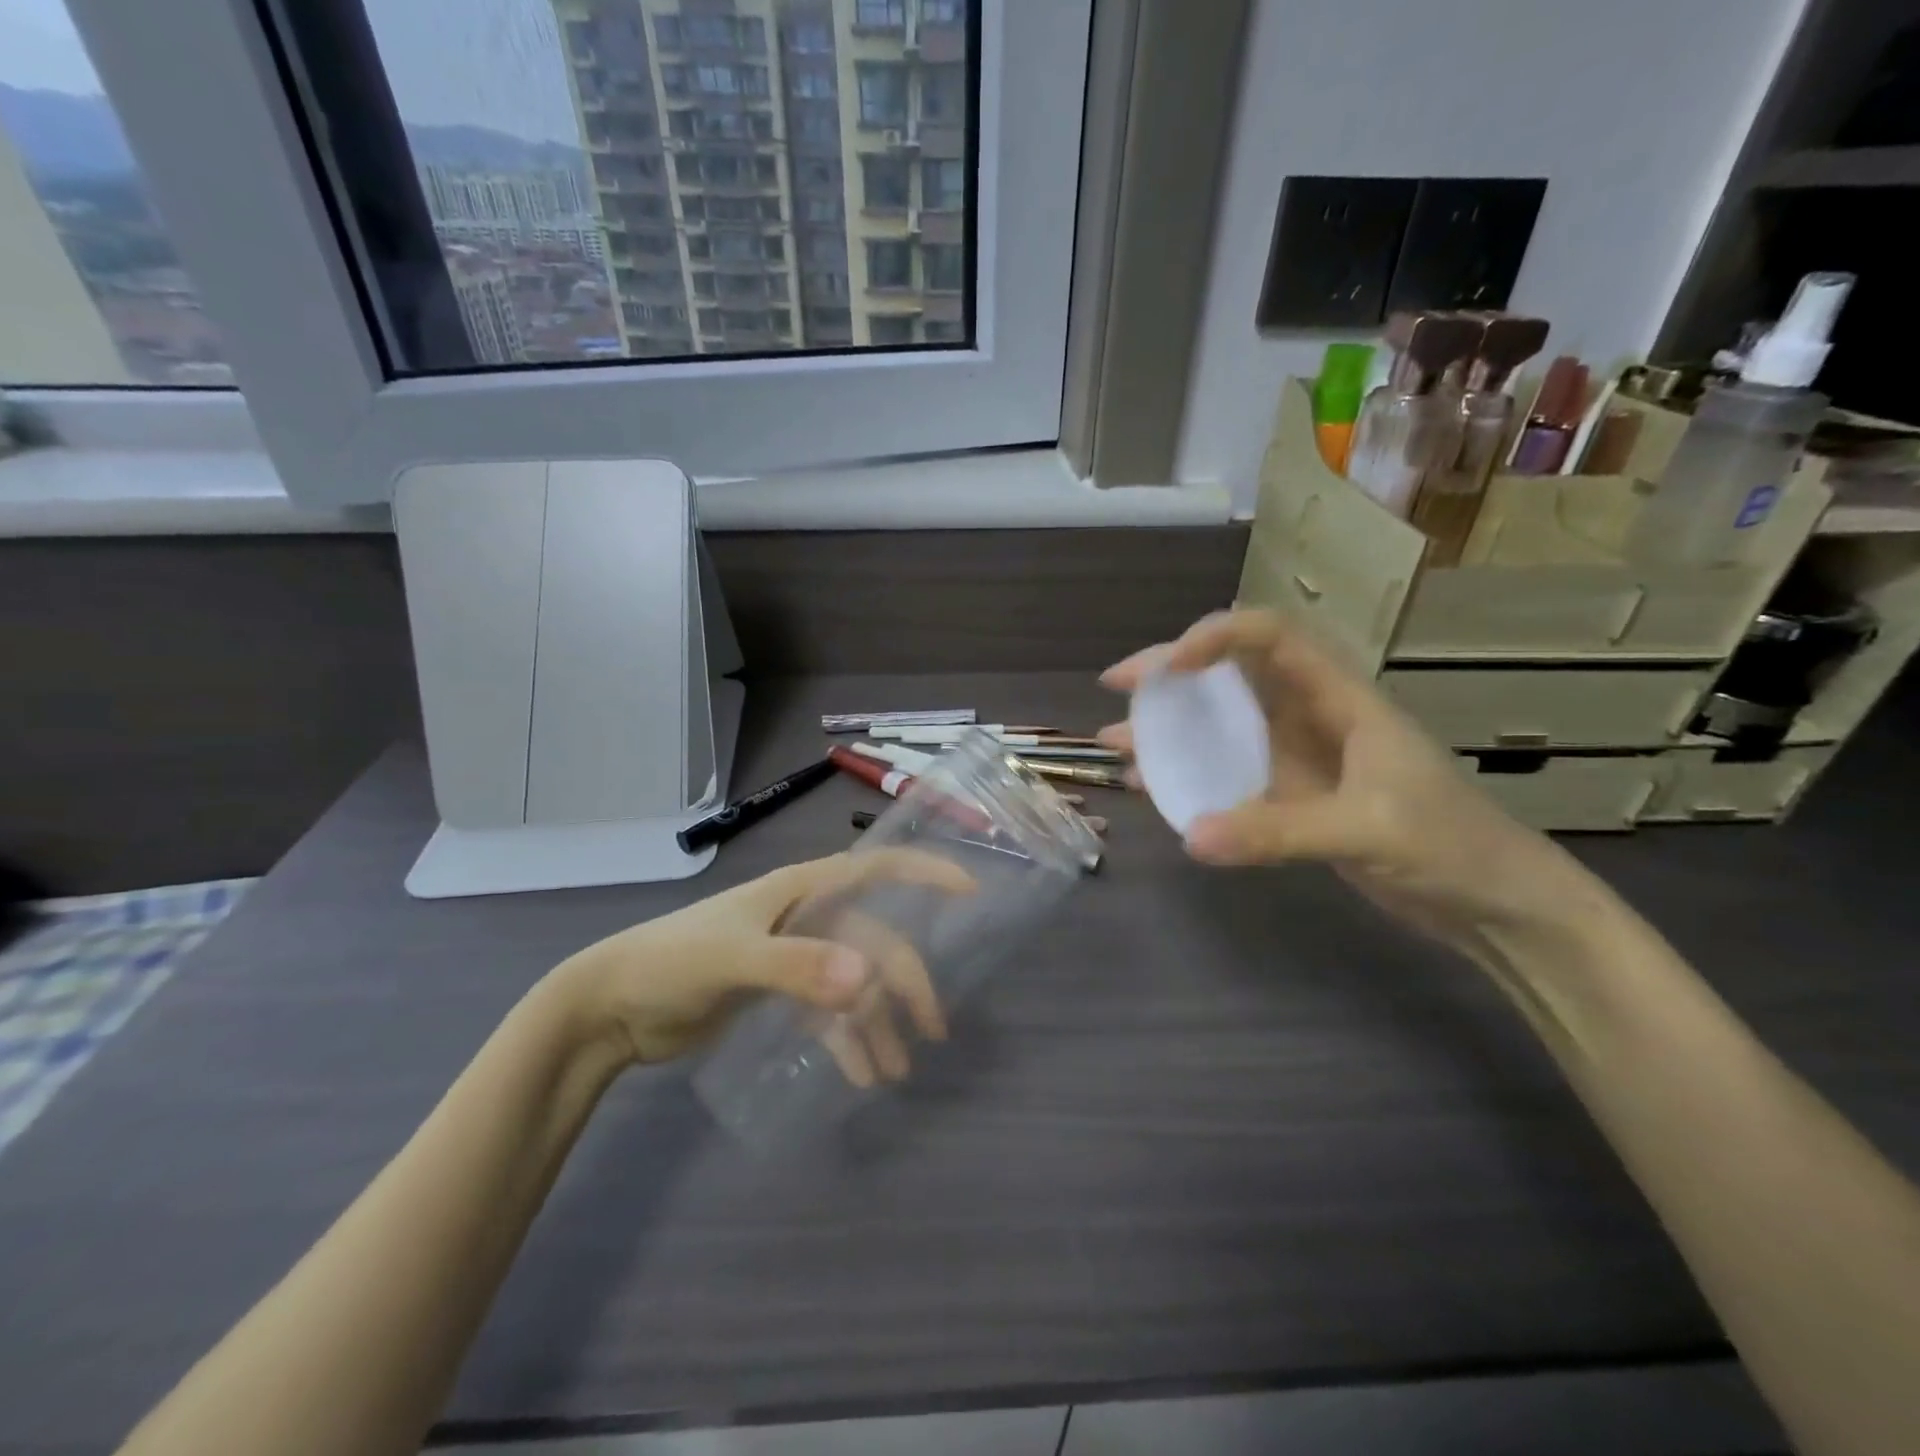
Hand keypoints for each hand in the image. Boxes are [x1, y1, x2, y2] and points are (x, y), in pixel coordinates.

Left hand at [553, 852, 972, 1075]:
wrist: (610, 1008)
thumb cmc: (669, 964)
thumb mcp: (731, 960)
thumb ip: (797, 967)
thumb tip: (868, 980)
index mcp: (800, 890)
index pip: (874, 869)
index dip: (923, 874)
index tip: (969, 891)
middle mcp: (805, 917)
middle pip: (874, 940)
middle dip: (906, 981)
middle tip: (932, 1030)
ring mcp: (794, 955)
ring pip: (855, 982)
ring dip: (879, 1022)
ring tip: (896, 1070)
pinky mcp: (779, 992)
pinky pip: (829, 1013)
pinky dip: (847, 1040)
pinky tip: (859, 1076)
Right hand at [1098, 610, 1596, 958]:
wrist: (1496, 904)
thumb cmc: (1452, 846)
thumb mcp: (1367, 830)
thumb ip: (1279, 831)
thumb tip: (1190, 836)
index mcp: (1338, 697)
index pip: (1271, 637)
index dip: (1217, 636)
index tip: (1169, 667)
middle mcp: (1310, 717)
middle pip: (1231, 674)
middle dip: (1171, 673)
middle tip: (1118, 685)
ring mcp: (1299, 759)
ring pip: (1222, 725)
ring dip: (1170, 727)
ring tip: (1116, 740)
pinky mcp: (1292, 798)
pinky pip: (1228, 774)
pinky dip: (1189, 776)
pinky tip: (1152, 788)